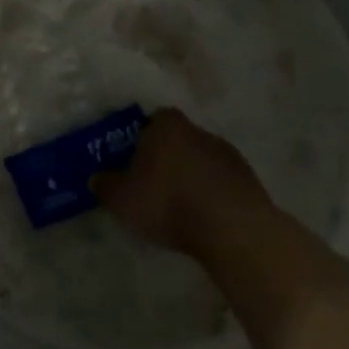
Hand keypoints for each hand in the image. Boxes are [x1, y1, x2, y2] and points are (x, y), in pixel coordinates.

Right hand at [93, 107, 271, 251]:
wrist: (234, 230)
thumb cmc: (169, 202)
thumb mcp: (121, 198)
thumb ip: (105, 185)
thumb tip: (97, 179)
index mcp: (167, 126)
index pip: (154, 118)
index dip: (143, 135)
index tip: (135, 156)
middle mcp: (199, 132)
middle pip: (179, 138)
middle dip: (168, 157)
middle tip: (153, 182)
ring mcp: (230, 156)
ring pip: (203, 160)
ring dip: (193, 176)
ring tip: (180, 205)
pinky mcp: (251, 182)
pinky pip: (223, 183)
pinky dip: (213, 194)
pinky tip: (203, 217)